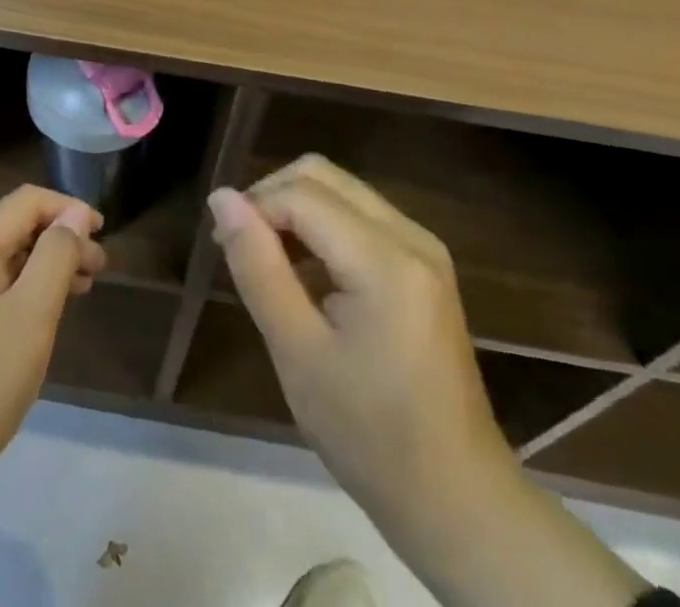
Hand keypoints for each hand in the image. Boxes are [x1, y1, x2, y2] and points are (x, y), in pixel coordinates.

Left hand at [0, 185, 105, 482]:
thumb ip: (57, 255)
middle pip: (14, 227)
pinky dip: (19, 290)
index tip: (103, 235)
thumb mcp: (33, 314)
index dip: (69, 208)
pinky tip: (37, 320)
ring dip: (42, 267)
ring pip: (1, 259)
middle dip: (59, 240)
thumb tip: (74, 214)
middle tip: (97, 271)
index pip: (28, 200)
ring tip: (78, 292)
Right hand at [208, 155, 510, 545]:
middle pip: (323, 176)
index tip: (221, 247)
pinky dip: (324, 230)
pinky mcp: (425, 265)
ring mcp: (424, 248)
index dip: (254, 207)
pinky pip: (361, 218)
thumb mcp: (298, 354)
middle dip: (273, 198)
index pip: (302, 194)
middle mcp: (411, 235)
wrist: (459, 502)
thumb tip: (222, 199)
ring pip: (342, 191)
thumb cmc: (371, 437)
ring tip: (268, 265)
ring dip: (297, 212)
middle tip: (241, 248)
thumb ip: (258, 267)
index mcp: (386, 258)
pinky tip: (307, 279)